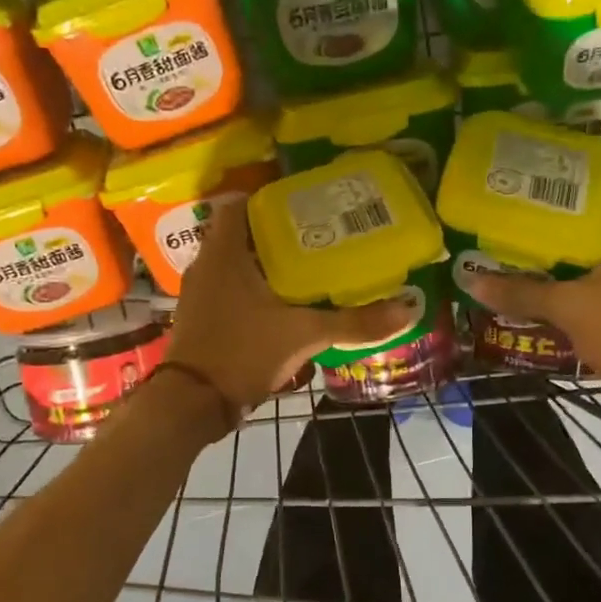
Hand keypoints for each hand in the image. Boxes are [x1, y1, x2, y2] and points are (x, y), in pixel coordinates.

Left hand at [166, 196, 417, 409]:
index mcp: (224, 253)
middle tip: (315, 234)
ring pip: (233, 262)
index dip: (268, 199)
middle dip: (274, 232)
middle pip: (240, 233)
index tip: (302, 204)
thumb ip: (354, 322)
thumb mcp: (304, 335)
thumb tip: (408, 310)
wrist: (193, 403)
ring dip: (263, 261)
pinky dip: (250, 287)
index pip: (238, 204)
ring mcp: (198, 292)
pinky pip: (227, 287)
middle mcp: (206, 265)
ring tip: (305, 265)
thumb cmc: (243, 352)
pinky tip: (280, 301)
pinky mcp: (200, 316)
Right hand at [459, 171, 600, 410]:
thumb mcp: (570, 308)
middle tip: (531, 202)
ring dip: (578, 243)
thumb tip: (472, 281)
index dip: (590, 168)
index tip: (552, 165)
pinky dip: (586, 272)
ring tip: (533, 236)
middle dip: (574, 207)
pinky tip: (552, 279)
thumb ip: (522, 292)